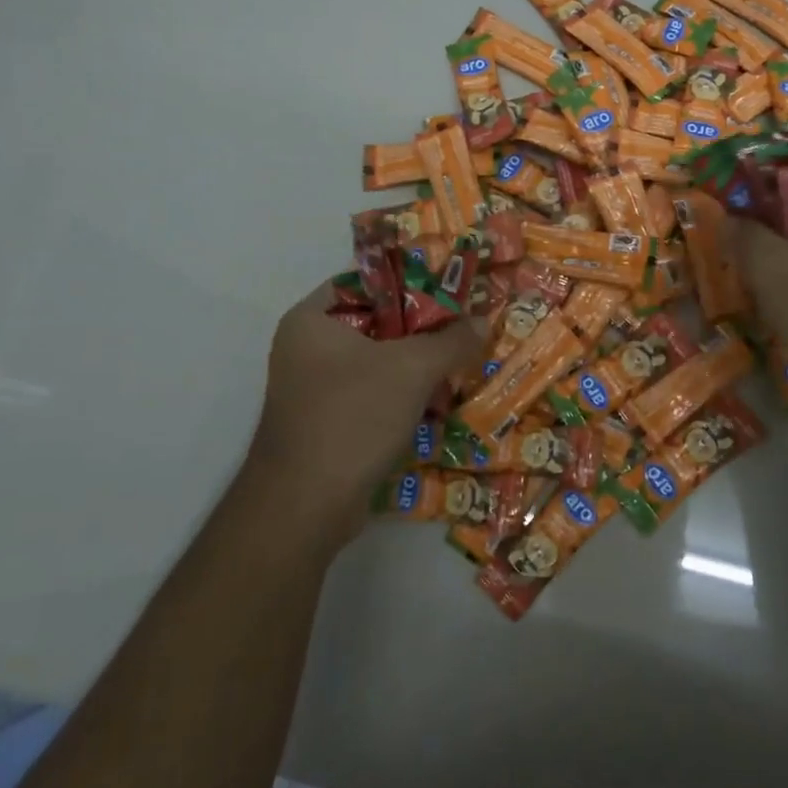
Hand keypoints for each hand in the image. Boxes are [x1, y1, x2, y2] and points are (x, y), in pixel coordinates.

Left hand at [243, 283, 482, 547]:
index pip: (367, 281)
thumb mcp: (412, 369)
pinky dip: (402, 396)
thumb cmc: (353, 416)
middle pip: (376, 324)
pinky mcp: (327, 424)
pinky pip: (372, 396)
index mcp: (312, 320)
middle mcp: (306, 348)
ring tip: (459, 365)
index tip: (449, 291)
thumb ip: (451, 340)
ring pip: (377, 363)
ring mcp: (314, 389)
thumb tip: (482, 322)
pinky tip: (438, 403)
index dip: (409, 282)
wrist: (305, 506)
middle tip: (462, 329)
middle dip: (421, 330)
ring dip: (416, 367)